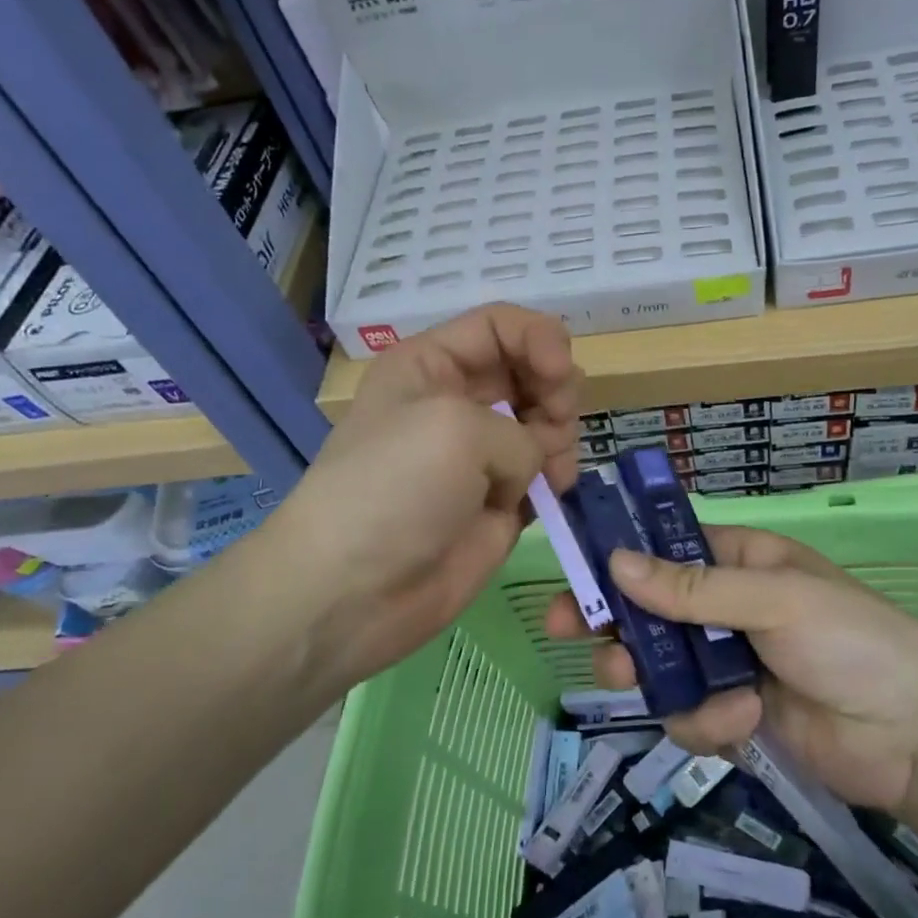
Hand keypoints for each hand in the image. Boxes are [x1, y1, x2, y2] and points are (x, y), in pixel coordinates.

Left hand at [274, 304, 580, 687]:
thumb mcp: (454, 426)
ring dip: (561, 434)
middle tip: (554, 419)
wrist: (355, 591)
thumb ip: (520, 429)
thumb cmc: (394, 488)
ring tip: (553, 466)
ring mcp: (481, 455)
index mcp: (430, 366)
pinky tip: (553, 490)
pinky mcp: (500, 501)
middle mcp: (457, 403)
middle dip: (555, 388)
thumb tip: (533, 465)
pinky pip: (546, 471)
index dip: (539, 338)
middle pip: (530, 370)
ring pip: (546, 421)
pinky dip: (559, 474)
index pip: (499, 326)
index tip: (561, 372)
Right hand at [546, 527, 917, 816]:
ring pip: (662, 667)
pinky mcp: (736, 715)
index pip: (667, 550)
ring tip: (640, 686)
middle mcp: (729, 608)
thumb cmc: (850, 641)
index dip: (620, 559)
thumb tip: (617, 562)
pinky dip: (708, 722)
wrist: (916, 736)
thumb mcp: (774, 600)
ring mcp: (731, 663)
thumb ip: (693, 588)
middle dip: (616, 623)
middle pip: (651, 611)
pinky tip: (744, 722)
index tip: (575, 572)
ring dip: (658, 680)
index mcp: (741, 562)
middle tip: (568, 631)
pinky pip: (692, 714)